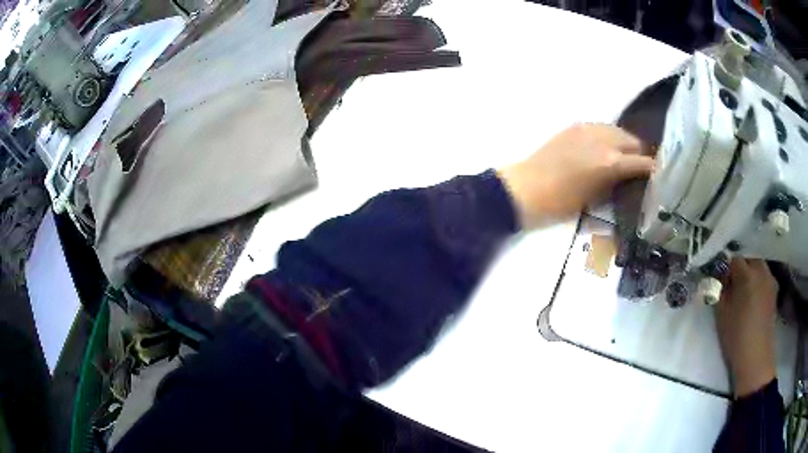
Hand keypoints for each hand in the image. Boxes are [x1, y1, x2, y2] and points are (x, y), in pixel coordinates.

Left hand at [497, 123, 653, 228]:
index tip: (660, 174)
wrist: (527, 187)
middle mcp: (604, 140)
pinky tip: (605, 147)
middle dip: (640, 153)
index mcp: (611, 162)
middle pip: (633, 141)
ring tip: (625, 156)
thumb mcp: (597, 198)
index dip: (654, 169)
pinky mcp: (576, 125)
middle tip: (641, 166)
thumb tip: (630, 177)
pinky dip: (608, 136)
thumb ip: (617, 182)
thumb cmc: (562, 203)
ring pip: (618, 130)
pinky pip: (601, 127)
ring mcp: (589, 129)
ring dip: (625, 142)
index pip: (643, 161)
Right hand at [716, 258, 778, 397]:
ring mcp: (770, 280)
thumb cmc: (736, 335)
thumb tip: (719, 278)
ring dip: (750, 275)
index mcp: (747, 273)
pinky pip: (764, 279)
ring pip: (758, 268)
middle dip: (740, 269)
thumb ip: (719, 290)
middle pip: (749, 259)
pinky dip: (758, 283)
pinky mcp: (774, 291)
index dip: (726, 268)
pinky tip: (753, 300)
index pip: (734, 259)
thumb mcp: (721, 313)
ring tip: (743, 293)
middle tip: (732, 286)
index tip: (721, 282)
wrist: (755, 356)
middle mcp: (761, 270)